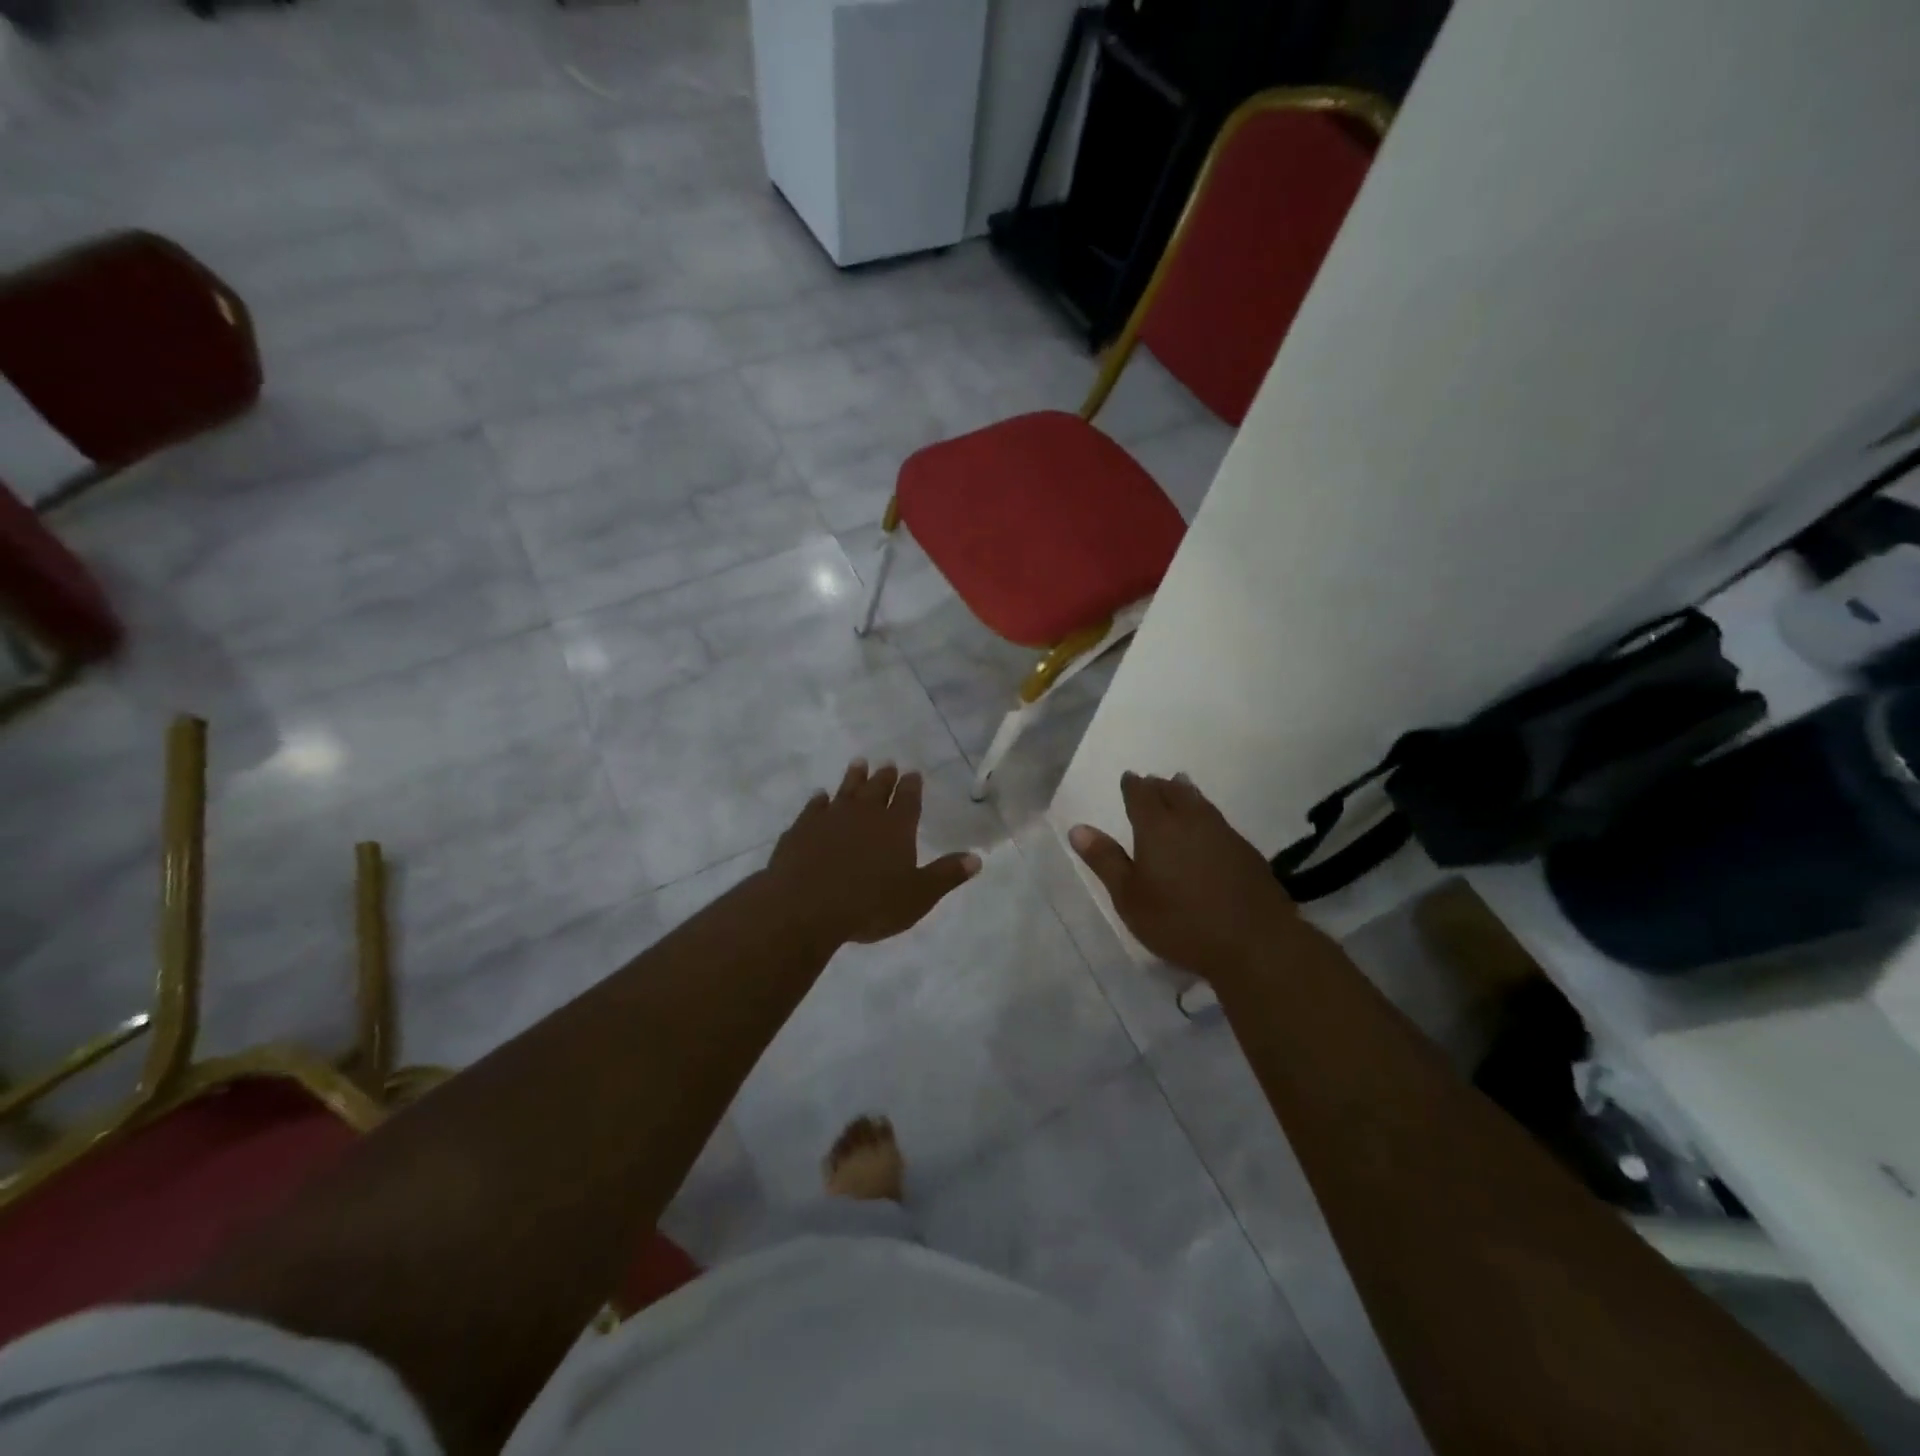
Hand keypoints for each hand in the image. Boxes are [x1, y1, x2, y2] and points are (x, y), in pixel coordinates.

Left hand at [768, 760, 981, 947]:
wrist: (806, 906)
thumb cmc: (870, 904)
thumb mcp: (918, 896)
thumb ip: (946, 875)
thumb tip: (977, 858)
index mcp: (896, 827)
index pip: (908, 799)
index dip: (912, 786)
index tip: (913, 773)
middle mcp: (864, 814)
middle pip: (877, 788)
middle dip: (885, 777)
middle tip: (887, 764)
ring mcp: (830, 818)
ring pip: (845, 790)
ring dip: (853, 777)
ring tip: (858, 764)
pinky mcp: (801, 829)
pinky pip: (813, 808)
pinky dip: (819, 801)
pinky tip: (820, 796)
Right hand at [1070, 772, 1303, 978]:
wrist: (1254, 942)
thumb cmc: (1180, 921)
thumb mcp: (1130, 897)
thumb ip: (1105, 860)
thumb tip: (1078, 828)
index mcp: (1157, 827)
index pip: (1141, 794)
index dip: (1133, 785)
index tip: (1128, 778)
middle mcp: (1191, 820)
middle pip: (1173, 791)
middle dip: (1159, 785)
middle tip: (1151, 783)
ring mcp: (1223, 833)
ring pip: (1200, 802)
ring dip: (1185, 793)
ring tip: (1180, 787)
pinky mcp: (1246, 851)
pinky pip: (1218, 820)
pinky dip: (1205, 815)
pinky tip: (1207, 828)